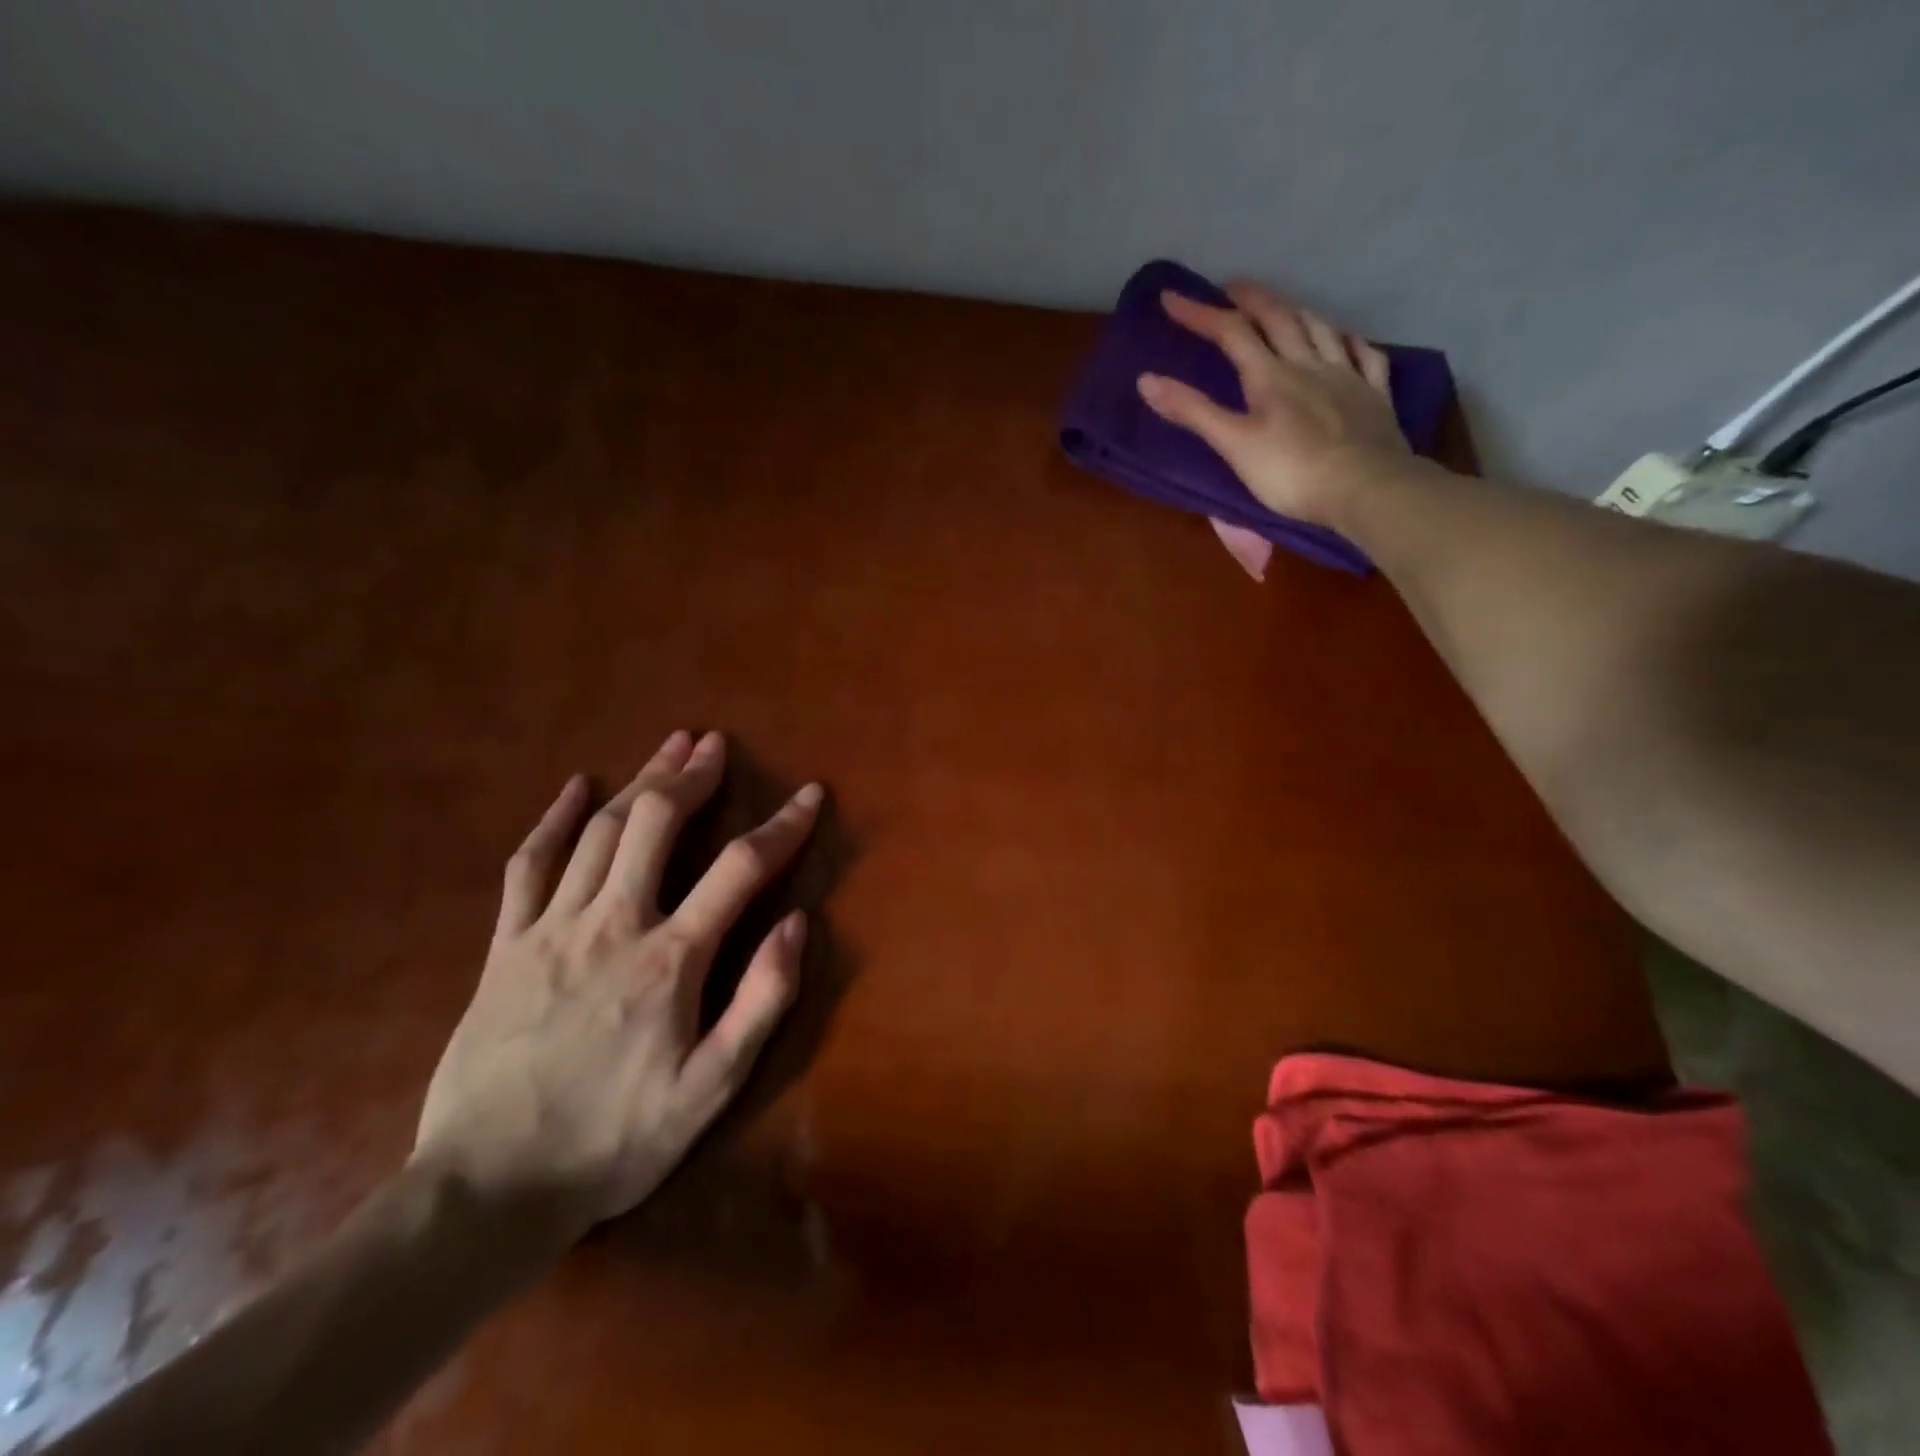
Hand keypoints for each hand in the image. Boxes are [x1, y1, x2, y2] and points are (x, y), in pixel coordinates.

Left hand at [414, 729, 821, 1242]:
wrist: (486, 1192)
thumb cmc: (613, 1142)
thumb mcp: (710, 1090)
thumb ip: (761, 1002)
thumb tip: (798, 924)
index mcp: (669, 960)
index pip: (740, 869)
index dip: (782, 826)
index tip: (810, 794)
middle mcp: (612, 924)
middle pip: (655, 824)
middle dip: (692, 776)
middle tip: (715, 744)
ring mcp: (550, 928)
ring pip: (600, 830)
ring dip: (640, 781)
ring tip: (670, 746)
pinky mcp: (504, 945)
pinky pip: (528, 864)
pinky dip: (554, 818)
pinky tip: (575, 786)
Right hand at [1136, 281, 1409, 529]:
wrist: (1364, 488)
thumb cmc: (1290, 472)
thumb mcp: (1233, 444)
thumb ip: (1193, 411)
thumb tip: (1146, 380)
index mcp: (1270, 376)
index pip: (1231, 333)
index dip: (1200, 313)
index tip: (1171, 297)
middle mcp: (1309, 364)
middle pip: (1279, 319)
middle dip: (1252, 299)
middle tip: (1233, 286)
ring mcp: (1347, 377)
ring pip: (1321, 330)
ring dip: (1299, 312)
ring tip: (1285, 306)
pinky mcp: (1374, 397)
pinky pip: (1365, 357)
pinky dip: (1351, 342)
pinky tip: (1346, 339)